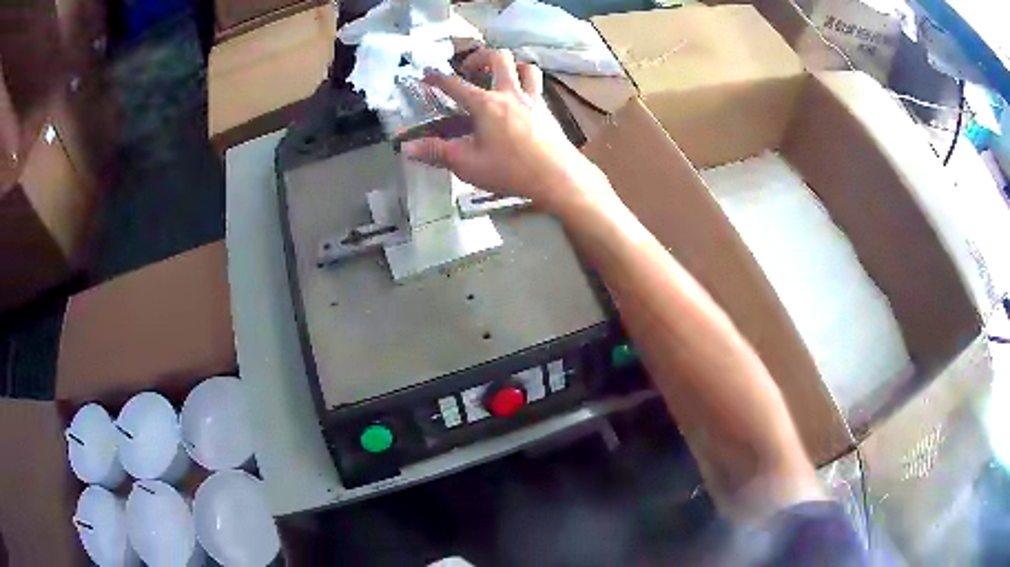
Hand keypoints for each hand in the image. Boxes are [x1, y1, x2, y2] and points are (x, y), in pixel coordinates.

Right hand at [402, 48, 610, 212]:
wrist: (559, 176)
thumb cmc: (511, 170)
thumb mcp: (468, 165)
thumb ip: (437, 153)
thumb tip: (407, 148)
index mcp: (486, 104)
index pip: (456, 85)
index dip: (438, 78)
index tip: (427, 73)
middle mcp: (510, 93)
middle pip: (498, 58)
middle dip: (480, 57)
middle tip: (470, 69)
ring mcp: (533, 99)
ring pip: (526, 66)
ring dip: (511, 65)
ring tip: (500, 77)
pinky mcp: (548, 109)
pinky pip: (538, 85)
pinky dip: (527, 82)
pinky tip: (521, 98)